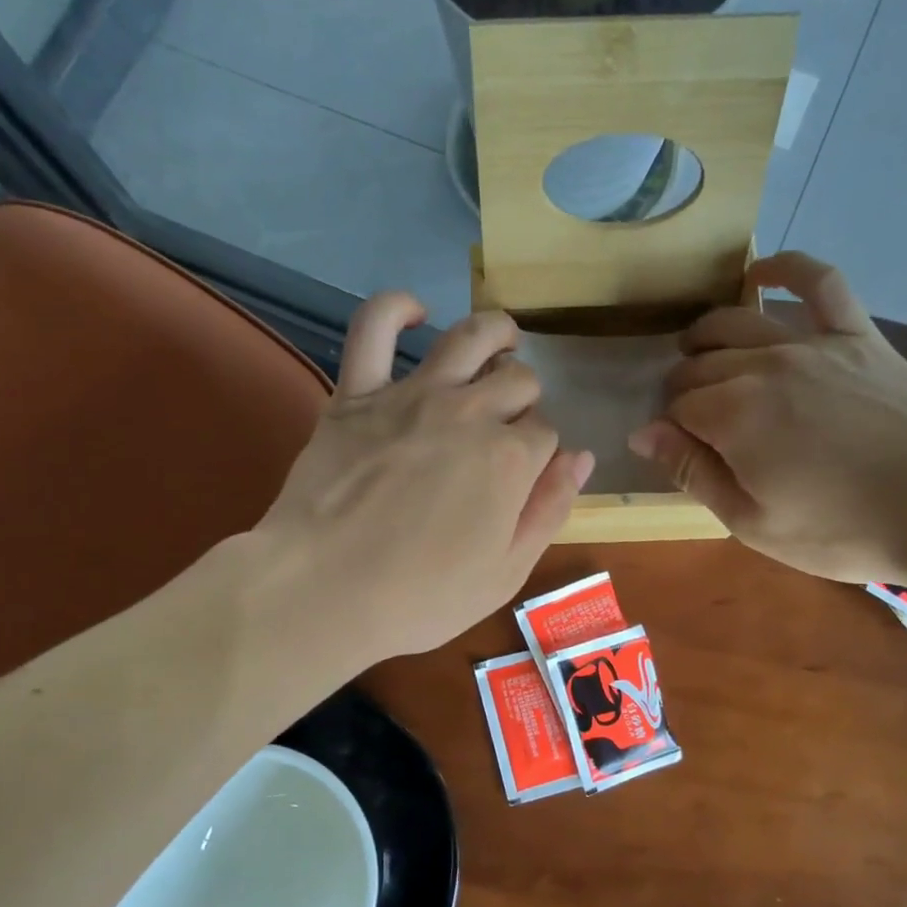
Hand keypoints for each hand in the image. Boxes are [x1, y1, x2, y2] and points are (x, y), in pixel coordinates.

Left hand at [256, 293, 592, 660]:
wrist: (323, 591)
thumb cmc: (420, 597)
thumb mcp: (506, 573)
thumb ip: (550, 510)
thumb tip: (582, 457)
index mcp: (511, 459)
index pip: (546, 433)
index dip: (541, 453)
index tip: (524, 476)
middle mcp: (470, 412)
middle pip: (518, 381)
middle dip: (525, 399)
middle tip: (508, 425)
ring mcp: (412, 396)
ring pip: (470, 337)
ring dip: (496, 332)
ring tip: (503, 338)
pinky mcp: (357, 393)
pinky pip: (373, 328)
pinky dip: (396, 309)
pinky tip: (416, 311)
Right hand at [627, 253, 906, 585]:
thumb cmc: (842, 529)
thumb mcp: (752, 523)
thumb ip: (693, 473)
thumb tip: (642, 433)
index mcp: (733, 416)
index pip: (677, 408)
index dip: (669, 428)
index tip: (678, 448)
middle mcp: (764, 366)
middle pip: (701, 364)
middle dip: (682, 388)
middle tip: (690, 416)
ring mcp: (813, 344)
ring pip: (739, 322)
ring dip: (706, 336)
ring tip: (697, 351)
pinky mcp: (858, 335)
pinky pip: (820, 283)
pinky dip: (786, 269)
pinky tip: (759, 273)